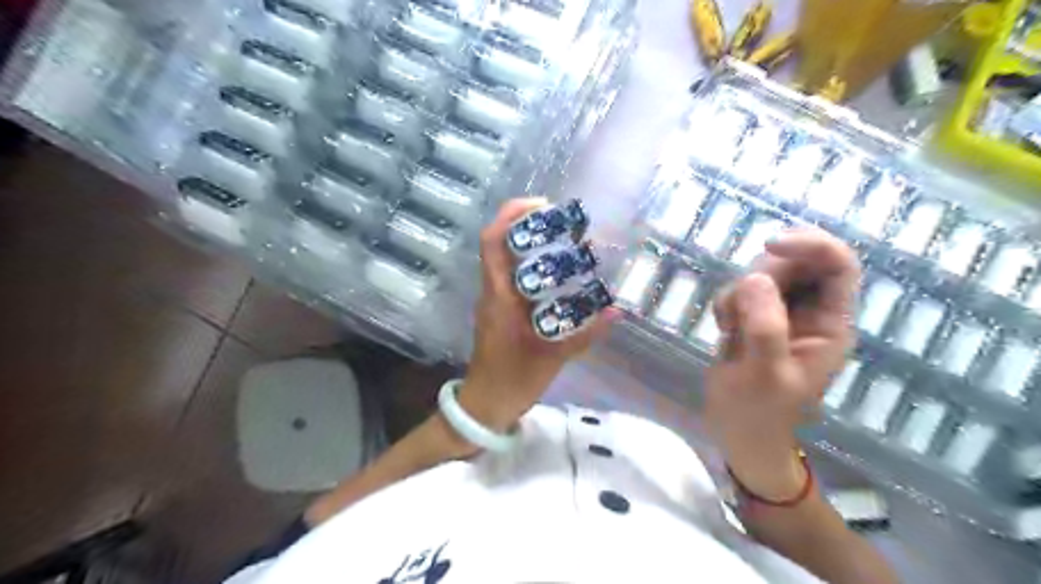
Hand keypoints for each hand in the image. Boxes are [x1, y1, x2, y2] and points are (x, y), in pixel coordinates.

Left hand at [456, 199, 615, 430]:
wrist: (485, 404)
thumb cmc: (512, 379)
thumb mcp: (552, 357)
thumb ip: (584, 335)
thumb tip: (615, 311)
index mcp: (498, 296)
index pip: (493, 242)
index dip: (512, 216)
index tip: (542, 206)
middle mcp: (493, 291)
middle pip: (499, 243)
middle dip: (527, 224)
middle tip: (563, 223)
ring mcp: (494, 300)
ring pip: (506, 259)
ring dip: (529, 244)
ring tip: (565, 242)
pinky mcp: (501, 311)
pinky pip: (513, 277)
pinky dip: (533, 266)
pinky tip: (558, 275)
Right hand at [707, 230, 863, 498]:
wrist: (737, 432)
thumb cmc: (758, 412)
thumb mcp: (765, 374)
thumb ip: (765, 327)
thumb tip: (755, 278)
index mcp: (831, 324)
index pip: (838, 265)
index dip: (811, 245)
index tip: (770, 245)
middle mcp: (810, 312)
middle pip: (796, 262)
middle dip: (764, 275)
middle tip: (741, 309)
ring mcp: (780, 313)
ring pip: (764, 273)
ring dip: (739, 292)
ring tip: (730, 327)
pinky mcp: (753, 317)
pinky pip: (740, 289)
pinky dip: (727, 302)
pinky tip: (724, 329)